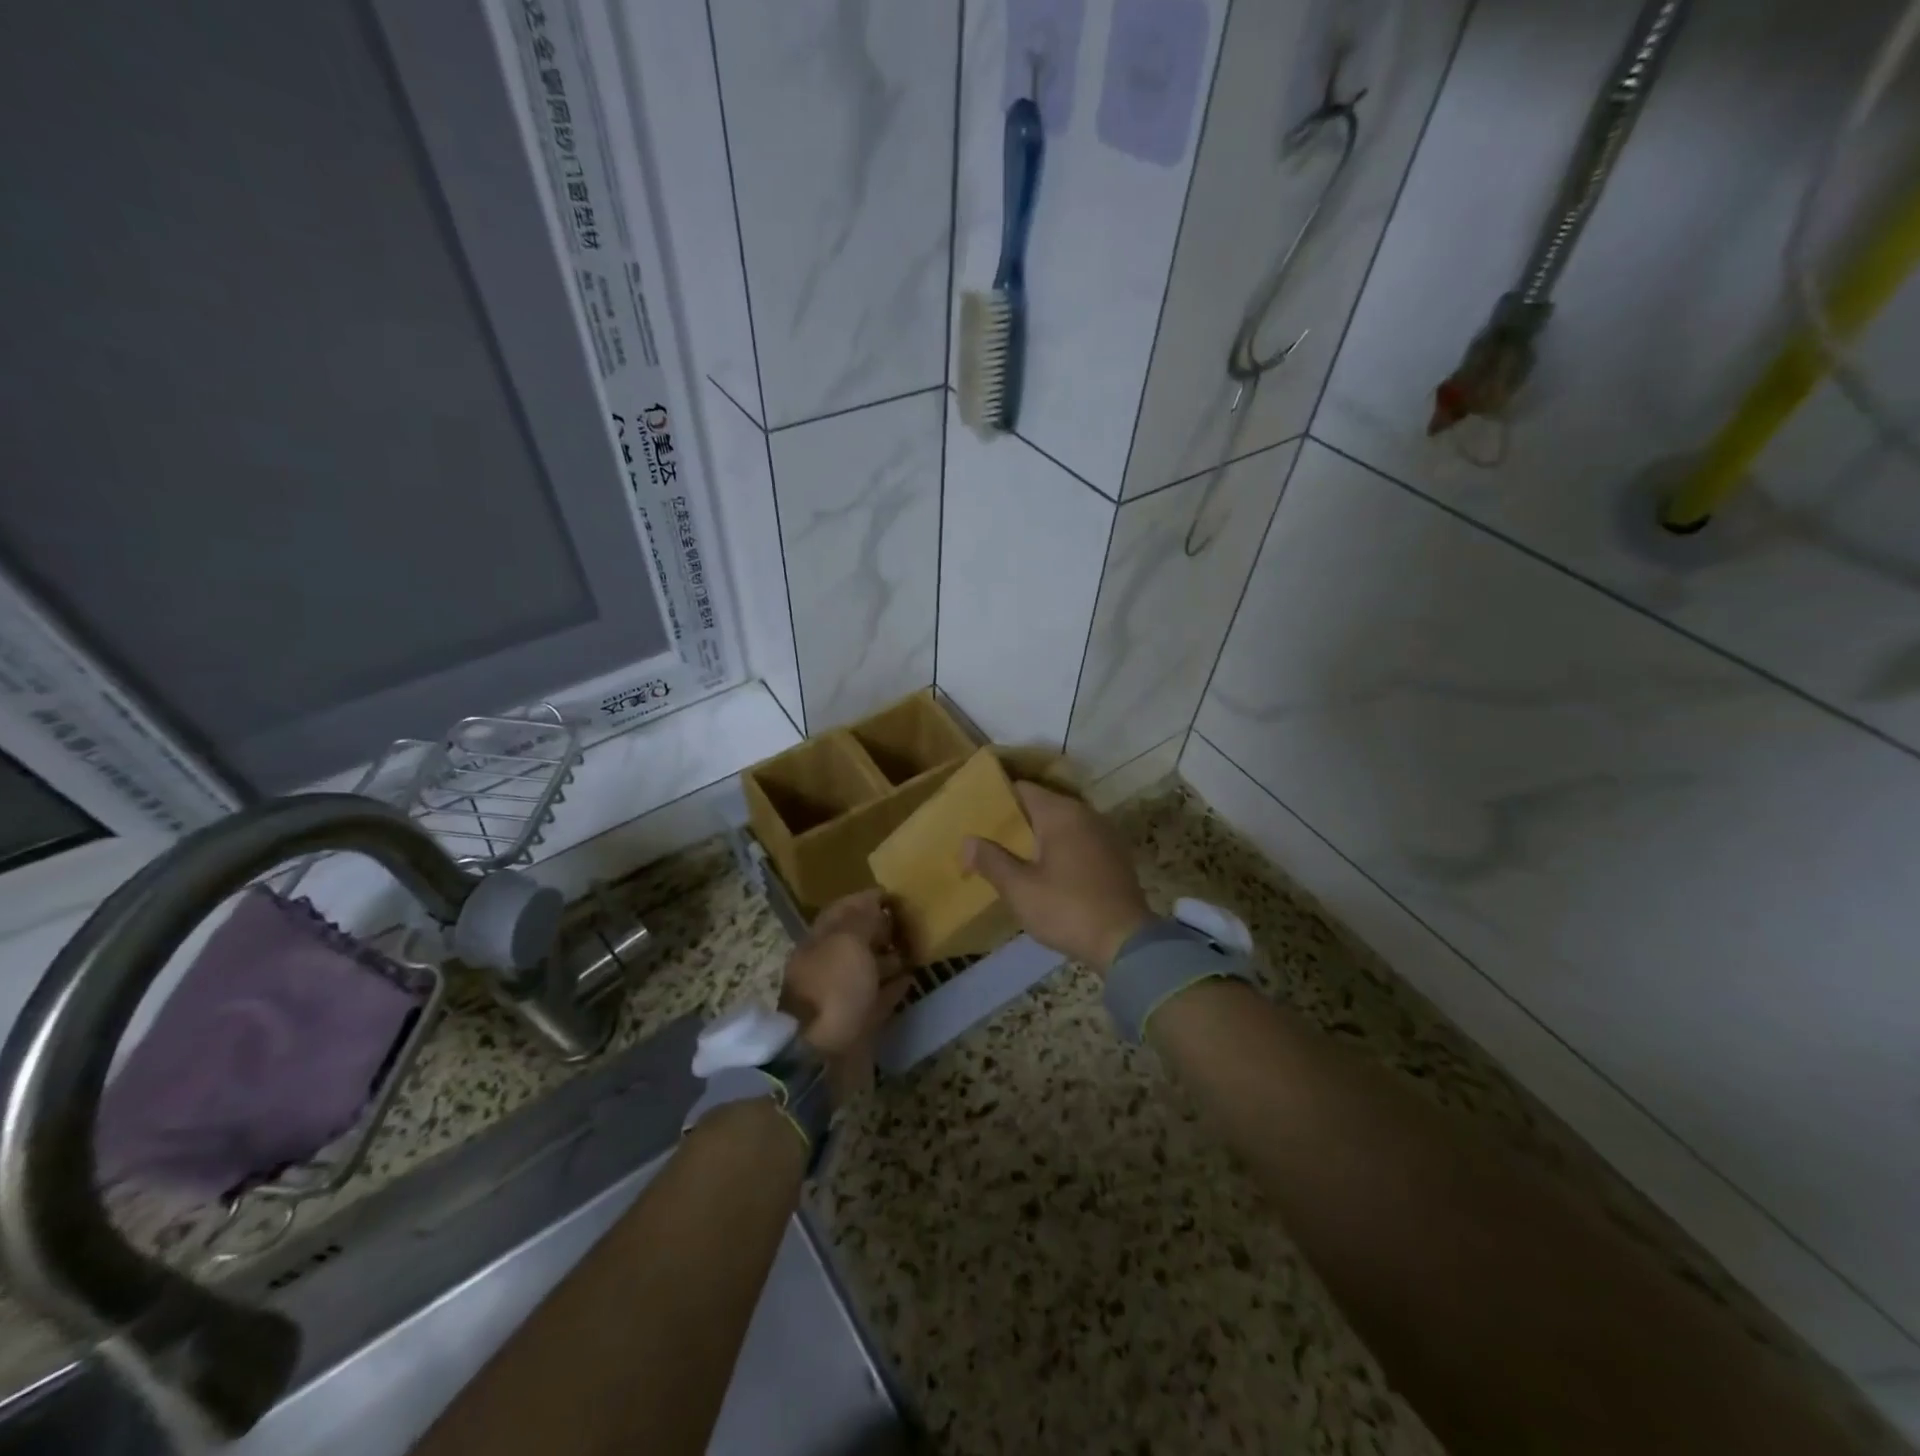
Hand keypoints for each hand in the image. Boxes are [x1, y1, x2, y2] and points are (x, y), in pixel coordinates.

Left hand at [779, 889, 908, 1095]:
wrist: (819, 1057)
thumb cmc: (833, 990)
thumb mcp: (848, 943)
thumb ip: (862, 920)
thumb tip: (873, 902)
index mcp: (819, 943)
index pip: (842, 911)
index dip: (865, 899)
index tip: (893, 894)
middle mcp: (827, 966)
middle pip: (855, 940)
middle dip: (879, 927)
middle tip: (909, 920)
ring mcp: (841, 996)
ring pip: (867, 968)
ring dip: (889, 957)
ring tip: (914, 947)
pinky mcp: (856, 1023)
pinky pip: (878, 998)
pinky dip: (893, 987)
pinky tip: (911, 978)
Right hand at [961, 783, 1150, 972]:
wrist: (1126, 942)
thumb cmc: (1067, 909)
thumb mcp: (1020, 889)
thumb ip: (991, 860)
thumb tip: (967, 840)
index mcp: (1060, 813)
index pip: (1022, 789)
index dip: (997, 799)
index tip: (976, 814)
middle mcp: (1085, 813)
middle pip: (1043, 805)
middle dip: (1017, 820)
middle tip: (988, 838)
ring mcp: (1105, 834)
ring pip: (1063, 825)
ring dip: (1039, 836)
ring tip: (1013, 856)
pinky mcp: (1115, 856)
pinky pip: (1080, 841)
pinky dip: (1061, 849)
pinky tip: (1047, 872)